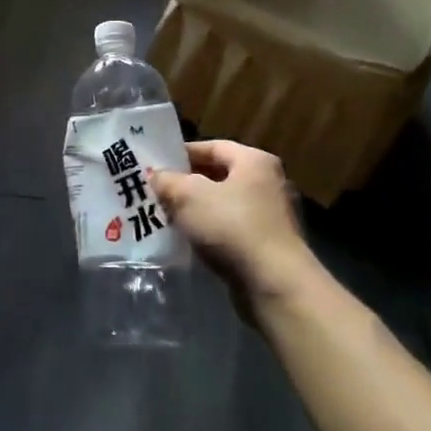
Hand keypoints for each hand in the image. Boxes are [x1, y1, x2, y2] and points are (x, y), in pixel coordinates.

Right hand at [152, 141, 321, 315]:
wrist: (274, 283)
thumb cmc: (231, 226)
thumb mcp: (188, 196)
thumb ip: (167, 180)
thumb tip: (156, 175)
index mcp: (254, 161)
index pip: (213, 146)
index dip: (182, 153)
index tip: (156, 165)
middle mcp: (268, 183)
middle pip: (218, 176)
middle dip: (186, 183)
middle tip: (157, 191)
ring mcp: (271, 216)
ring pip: (223, 204)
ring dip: (196, 210)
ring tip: (166, 216)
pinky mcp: (268, 245)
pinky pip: (231, 229)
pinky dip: (210, 231)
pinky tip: (189, 240)